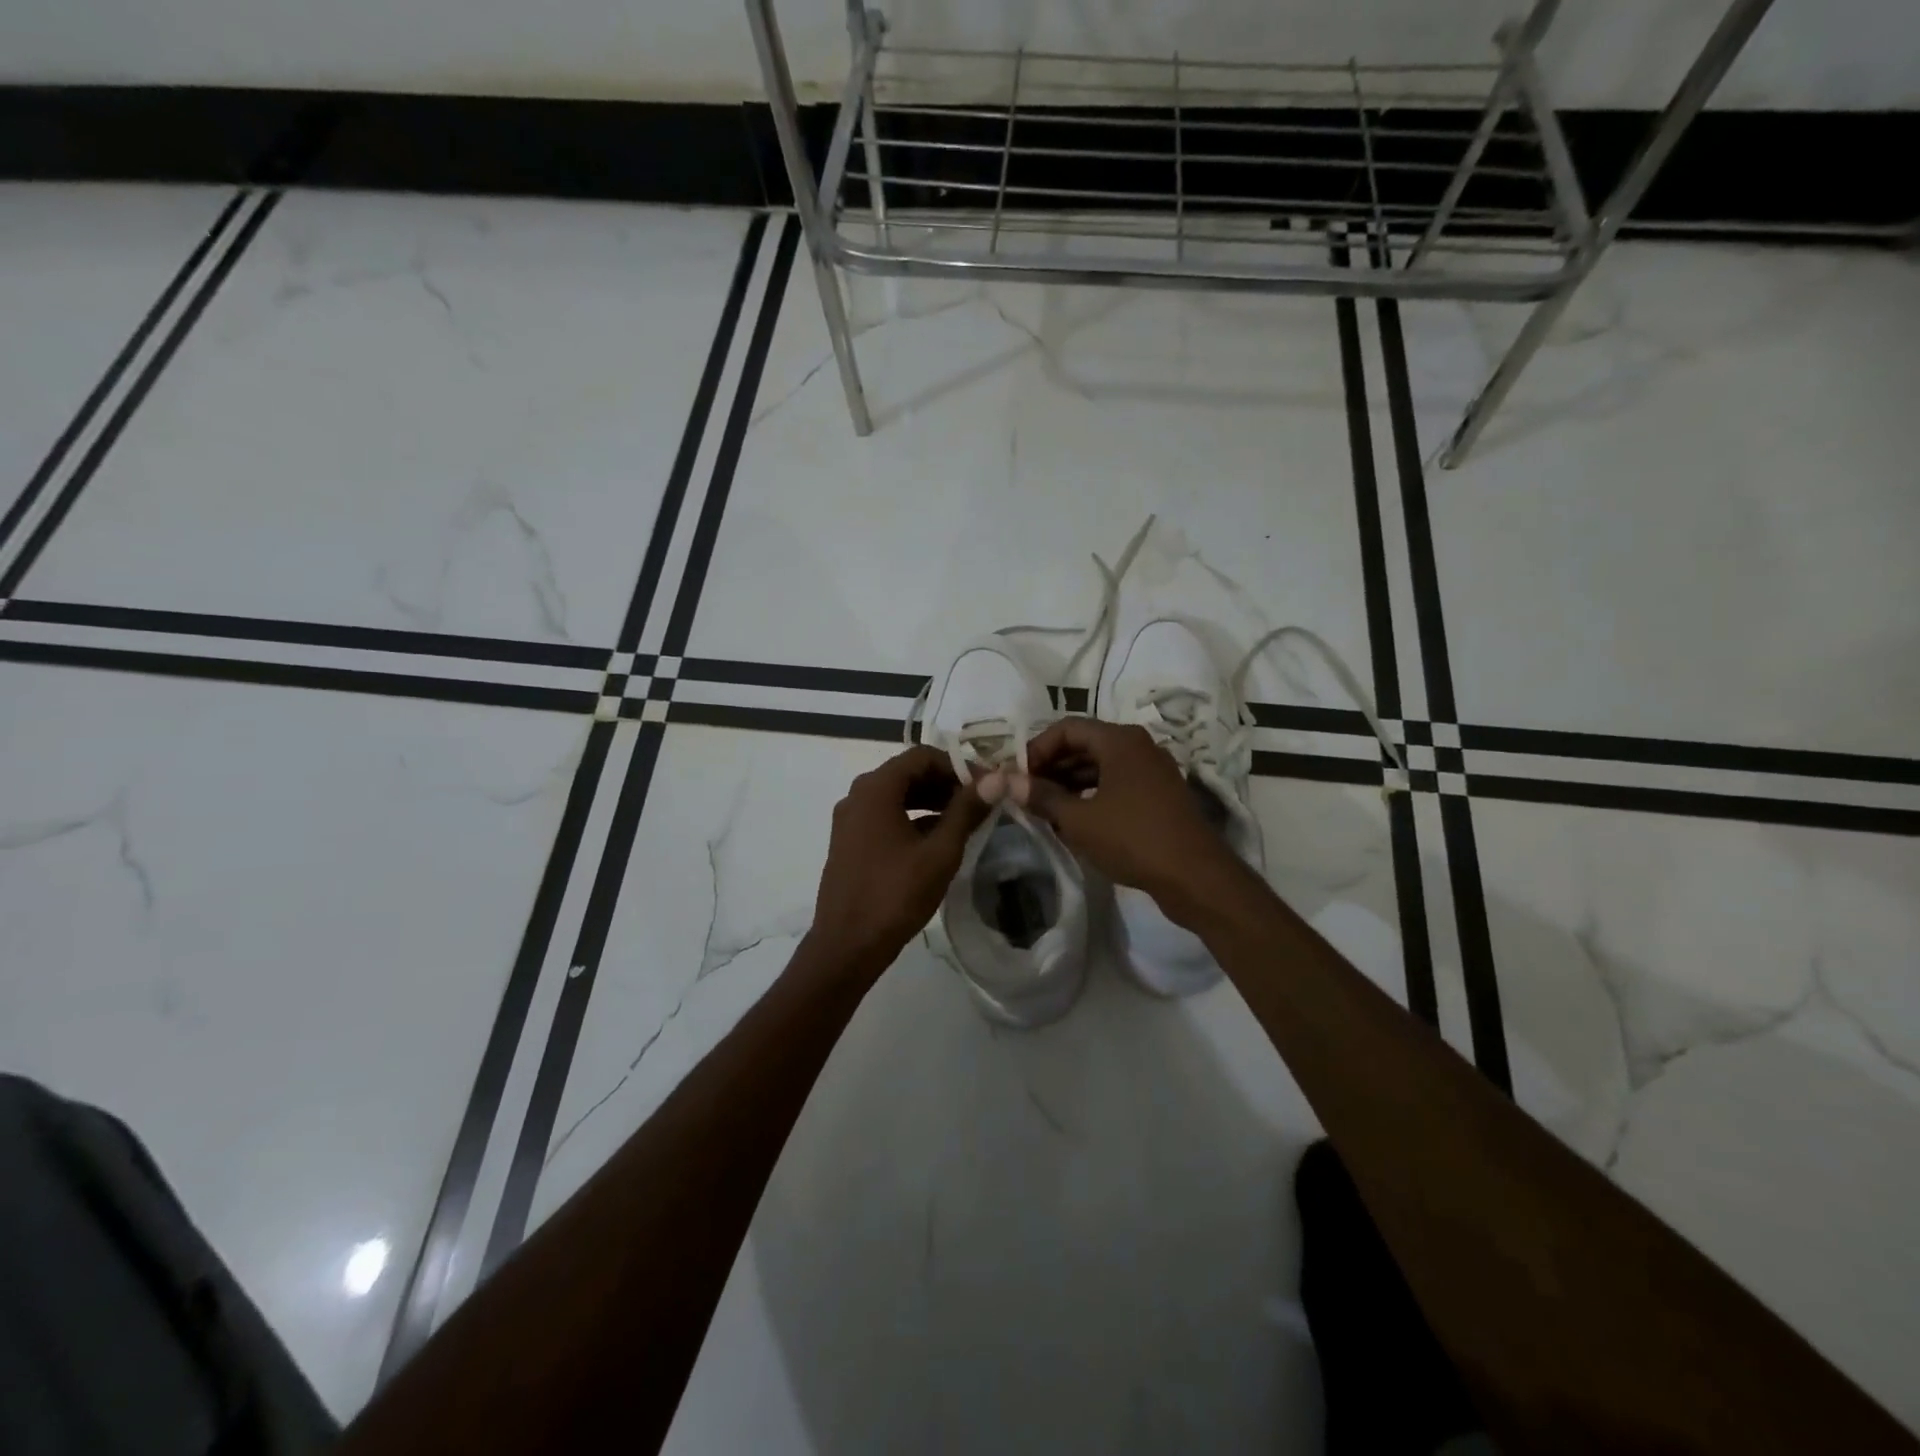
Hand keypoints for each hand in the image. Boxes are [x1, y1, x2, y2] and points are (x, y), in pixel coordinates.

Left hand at [808, 745, 991, 974]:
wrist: (847, 946)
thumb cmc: (895, 895)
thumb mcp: (939, 852)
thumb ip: (967, 811)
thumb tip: (996, 779)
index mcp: (875, 789)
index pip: (922, 756)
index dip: (958, 765)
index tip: (986, 785)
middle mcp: (857, 795)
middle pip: (907, 773)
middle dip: (945, 783)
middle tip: (980, 801)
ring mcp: (849, 820)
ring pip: (896, 795)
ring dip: (931, 801)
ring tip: (965, 819)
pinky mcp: (849, 842)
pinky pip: (884, 816)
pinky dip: (912, 818)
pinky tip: (937, 839)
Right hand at [989, 718, 1249, 927]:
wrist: (1196, 877)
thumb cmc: (1133, 839)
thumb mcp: (1079, 820)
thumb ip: (1042, 797)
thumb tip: (1007, 781)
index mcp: (1120, 740)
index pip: (1067, 728)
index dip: (1037, 748)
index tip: (1018, 775)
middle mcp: (1139, 746)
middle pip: (1085, 744)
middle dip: (1052, 766)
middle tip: (1026, 792)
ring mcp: (1153, 771)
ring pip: (1101, 766)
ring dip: (1070, 783)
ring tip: (1045, 808)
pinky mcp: (1160, 795)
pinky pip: (1117, 783)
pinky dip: (1093, 794)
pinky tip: (1075, 820)